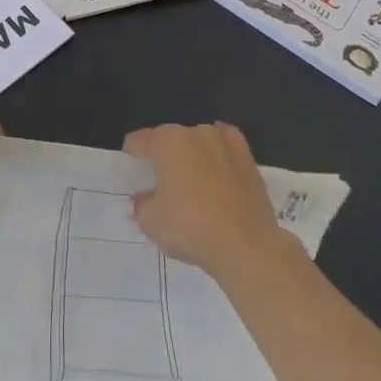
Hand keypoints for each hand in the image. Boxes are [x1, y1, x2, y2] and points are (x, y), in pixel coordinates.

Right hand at [124, 123, 289, 278]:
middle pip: (170, 139)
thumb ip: (142, 204)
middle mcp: (196, 134)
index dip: (132, 154)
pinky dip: (218, 157)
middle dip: (163, 155)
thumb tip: (145, 198)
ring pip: (199, 142)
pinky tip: (216, 171)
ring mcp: (225, 143)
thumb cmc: (191, 228)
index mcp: (167, 143)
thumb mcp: (150, 222)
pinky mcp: (249, 159)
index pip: (140, 141)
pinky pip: (225, 150)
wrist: (247, 246)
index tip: (131, 169)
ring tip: (190, 180)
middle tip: (159, 181)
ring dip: (191, 155)